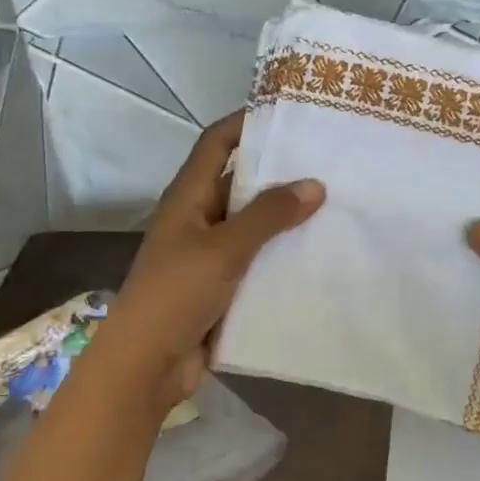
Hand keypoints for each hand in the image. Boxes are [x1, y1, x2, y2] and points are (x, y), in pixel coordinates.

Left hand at [89, 111, 323, 411]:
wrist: (145, 367)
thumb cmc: (176, 294)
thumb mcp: (224, 249)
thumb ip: (268, 215)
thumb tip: (314, 184)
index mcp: (188, 197)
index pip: (216, 143)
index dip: (245, 122)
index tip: (287, 113)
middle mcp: (198, 218)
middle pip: (240, 182)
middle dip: (278, 172)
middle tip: (327, 161)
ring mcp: (209, 254)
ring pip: (253, 224)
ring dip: (285, 216)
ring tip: (334, 204)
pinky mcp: (222, 286)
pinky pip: (257, 260)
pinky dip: (282, 254)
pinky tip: (319, 253)